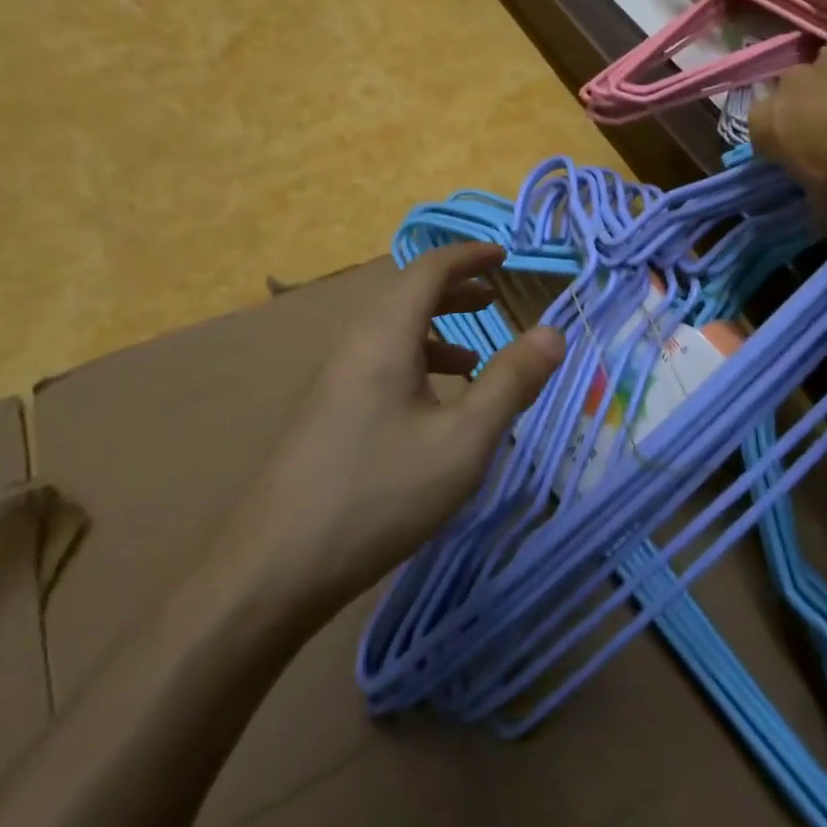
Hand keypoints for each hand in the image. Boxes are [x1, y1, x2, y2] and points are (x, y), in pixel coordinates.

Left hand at [224, 243, 564, 618]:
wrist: (271, 570)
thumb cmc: (378, 494)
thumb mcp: (462, 441)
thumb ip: (512, 383)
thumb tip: (555, 332)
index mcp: (385, 335)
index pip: (429, 269)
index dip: (469, 255)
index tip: (506, 255)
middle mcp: (355, 344)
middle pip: (408, 295)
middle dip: (456, 290)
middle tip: (496, 295)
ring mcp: (335, 379)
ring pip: (393, 332)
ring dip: (438, 329)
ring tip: (477, 354)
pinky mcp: (327, 412)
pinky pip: (380, 362)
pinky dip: (417, 363)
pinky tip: (436, 405)